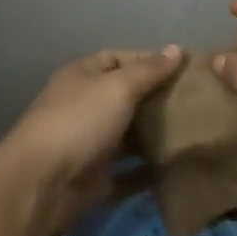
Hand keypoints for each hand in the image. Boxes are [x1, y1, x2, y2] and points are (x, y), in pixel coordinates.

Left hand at [0, 46, 183, 235]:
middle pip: (126, 97)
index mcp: (83, 76)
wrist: (39, 187)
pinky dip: (147, 171)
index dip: (150, 61)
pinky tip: (176, 168)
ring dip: (155, 136)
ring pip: (128, 135)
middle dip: (157, 99)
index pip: (119, 59)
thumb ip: (149, 70)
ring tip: (193, 133)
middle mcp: (84, 106)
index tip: (185, 69)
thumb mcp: (118, 87)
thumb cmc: (79, 123)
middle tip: (197, 102)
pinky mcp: (94, 180)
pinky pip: (127, 173)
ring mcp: (88, 144)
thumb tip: (176, 49)